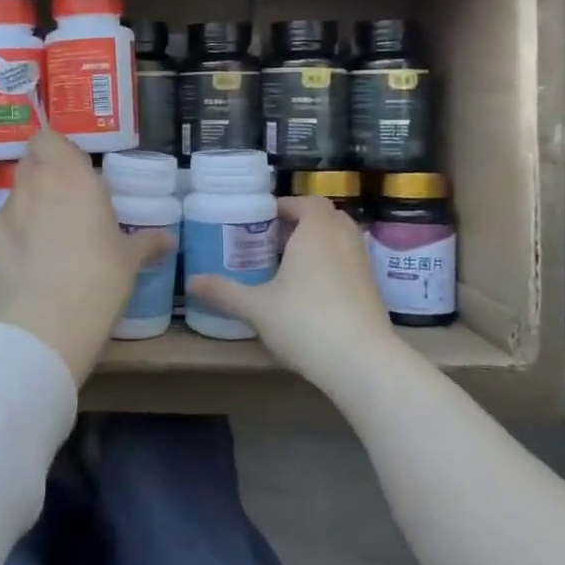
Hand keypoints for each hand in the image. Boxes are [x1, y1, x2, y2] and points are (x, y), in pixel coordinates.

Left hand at [0, 130, 171, 384]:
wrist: (43, 326)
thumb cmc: (98, 282)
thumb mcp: (129, 262)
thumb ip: (146, 242)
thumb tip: (168, 239)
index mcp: (72, 178)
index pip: (49, 139)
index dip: (57, 151)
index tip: (73, 170)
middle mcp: (35, 185)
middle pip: (31, 162)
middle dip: (44, 175)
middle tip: (65, 202)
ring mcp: (5, 212)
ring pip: (16, 195)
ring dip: (30, 206)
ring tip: (47, 239)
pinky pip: (2, 227)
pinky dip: (13, 237)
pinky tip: (27, 265)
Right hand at [188, 195, 402, 390]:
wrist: (362, 362)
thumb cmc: (305, 321)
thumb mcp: (256, 307)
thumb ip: (224, 292)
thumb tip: (190, 282)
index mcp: (316, 231)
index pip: (307, 202)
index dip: (285, 206)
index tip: (263, 218)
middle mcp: (344, 240)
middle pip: (326, 217)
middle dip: (301, 223)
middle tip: (273, 240)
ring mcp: (363, 265)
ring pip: (341, 241)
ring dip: (318, 244)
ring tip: (289, 265)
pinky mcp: (373, 290)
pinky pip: (349, 264)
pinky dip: (332, 266)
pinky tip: (310, 292)